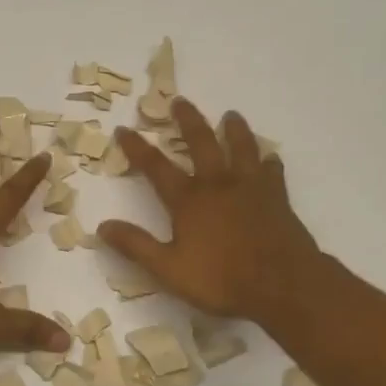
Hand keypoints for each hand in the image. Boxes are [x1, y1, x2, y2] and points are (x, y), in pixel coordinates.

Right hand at [97, 99, 324, 324]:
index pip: (156, 167)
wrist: (282, 283)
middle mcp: (218, 184)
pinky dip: (268, 161)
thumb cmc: (221, 279)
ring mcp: (251, 187)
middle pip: (201, 143)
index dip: (137, 148)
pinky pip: (272, 171)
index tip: (124, 129)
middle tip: (180, 101)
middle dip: (187, 121)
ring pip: (241, 148)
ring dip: (233, 130)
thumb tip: (103, 226)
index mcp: (189, 201)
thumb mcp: (169, 269)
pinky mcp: (278, 197)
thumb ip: (136, 246)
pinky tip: (270, 158)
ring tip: (230, 115)